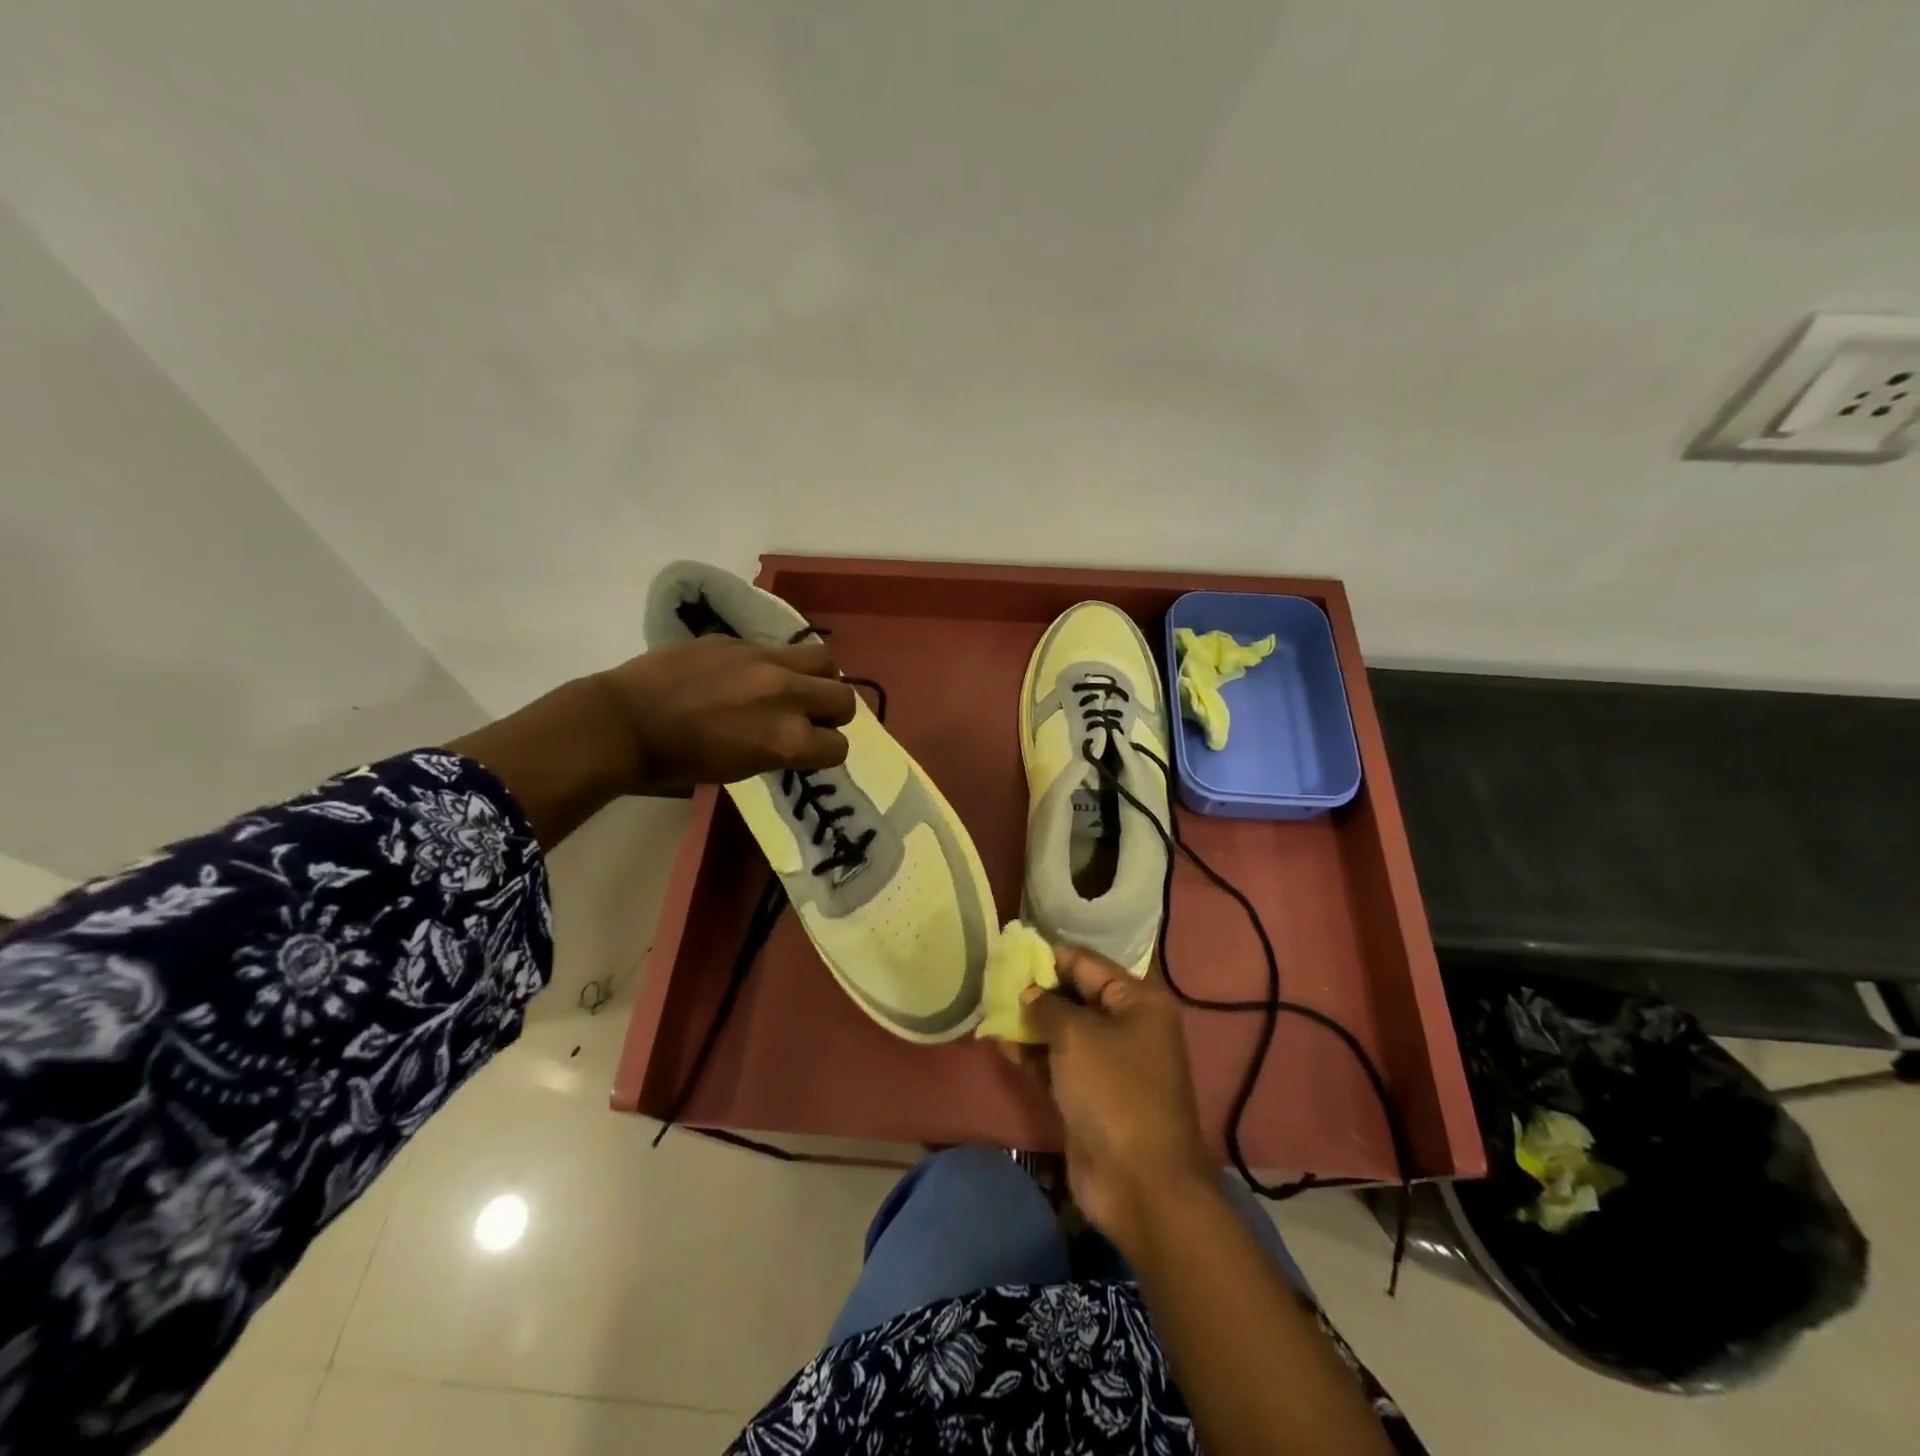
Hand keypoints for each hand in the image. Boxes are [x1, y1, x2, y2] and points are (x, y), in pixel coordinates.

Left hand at [594, 636, 858, 795]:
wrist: (627, 723)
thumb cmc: (681, 762)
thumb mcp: (743, 769)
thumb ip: (781, 749)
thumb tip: (798, 735)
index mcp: (788, 740)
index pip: (839, 746)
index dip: (826, 751)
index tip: (811, 751)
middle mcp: (788, 696)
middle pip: (844, 698)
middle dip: (834, 713)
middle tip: (812, 717)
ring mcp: (766, 661)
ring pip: (824, 659)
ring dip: (819, 677)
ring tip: (797, 685)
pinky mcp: (741, 640)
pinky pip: (778, 649)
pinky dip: (777, 665)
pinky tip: (750, 675)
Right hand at [1023, 945, 1214, 1251]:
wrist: (1140, 1183)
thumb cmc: (1113, 1092)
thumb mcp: (1076, 1036)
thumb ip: (1047, 1005)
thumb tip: (1029, 994)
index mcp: (1138, 1000)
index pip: (1086, 963)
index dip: (1047, 956)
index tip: (1009, 951)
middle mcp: (1128, 1024)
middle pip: (1075, 995)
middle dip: (1036, 990)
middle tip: (994, 980)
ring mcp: (1110, 1062)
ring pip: (1064, 1030)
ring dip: (1030, 1022)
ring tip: (991, 1009)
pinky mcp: (1092, 1094)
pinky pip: (1059, 1062)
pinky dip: (1033, 1053)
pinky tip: (1001, 1043)